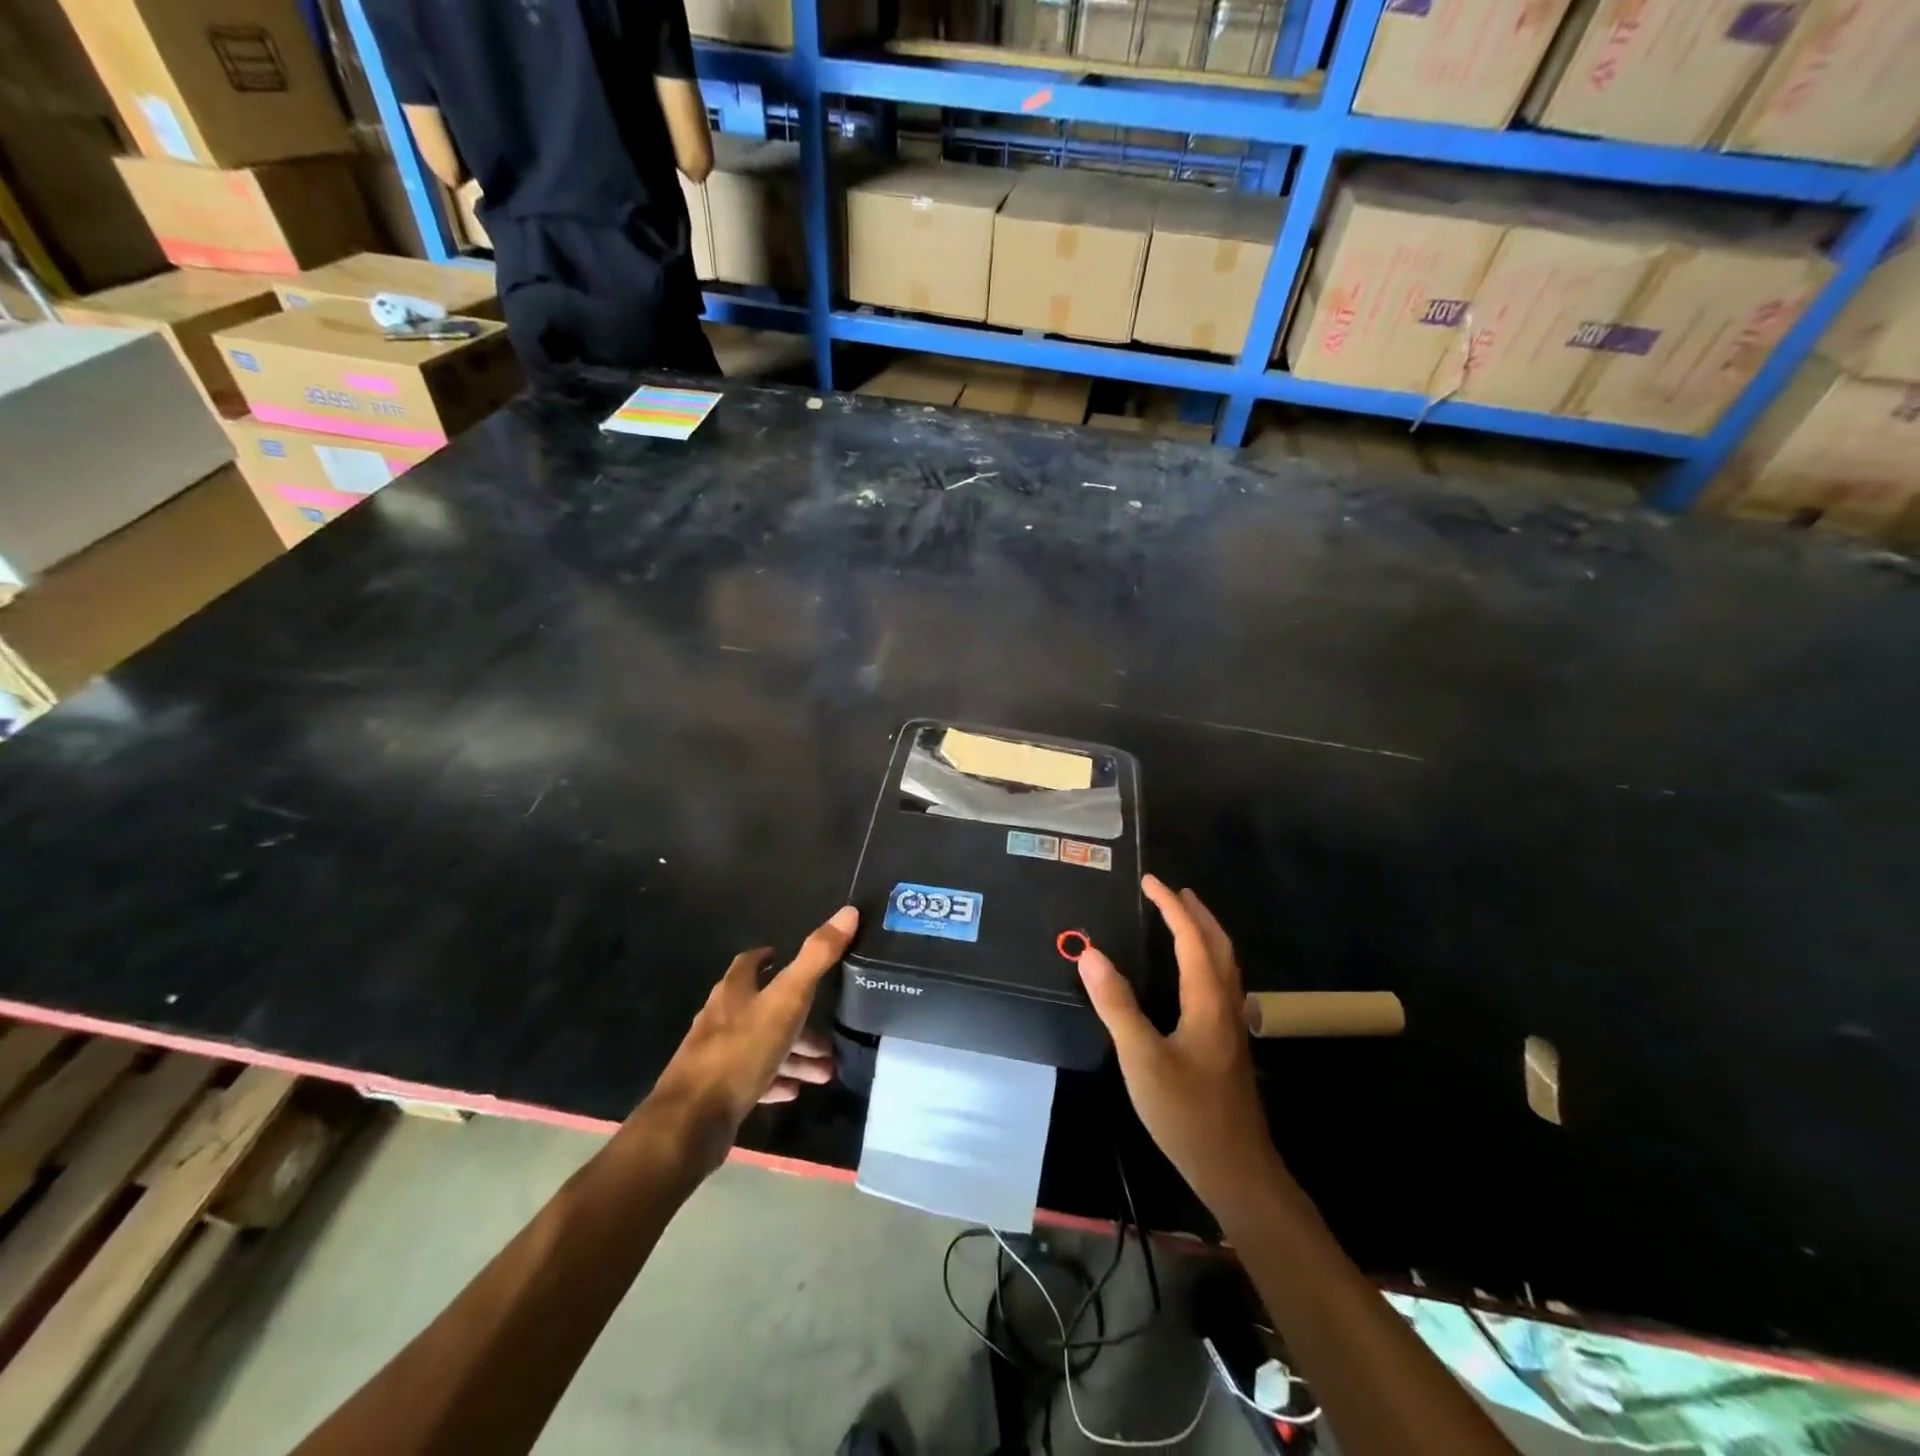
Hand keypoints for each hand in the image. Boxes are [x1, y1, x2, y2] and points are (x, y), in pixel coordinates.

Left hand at [644, 906, 857, 1176]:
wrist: (692, 1122)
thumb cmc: (741, 1050)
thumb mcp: (787, 999)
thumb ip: (817, 957)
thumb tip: (848, 911)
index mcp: (734, 991)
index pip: (749, 964)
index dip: (768, 958)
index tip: (787, 957)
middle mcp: (721, 1018)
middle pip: (764, 1010)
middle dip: (798, 1020)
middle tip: (828, 1035)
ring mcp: (716, 1057)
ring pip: (763, 1047)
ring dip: (794, 1054)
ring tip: (825, 1070)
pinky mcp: (716, 1092)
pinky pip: (753, 1079)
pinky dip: (776, 1079)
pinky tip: (795, 1090)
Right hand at [1077, 876, 1281, 1219]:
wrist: (1235, 1169)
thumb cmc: (1186, 1112)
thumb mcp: (1142, 1058)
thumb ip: (1116, 1004)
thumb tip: (1090, 953)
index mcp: (1207, 1001)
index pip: (1191, 939)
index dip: (1171, 907)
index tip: (1150, 881)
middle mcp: (1226, 1005)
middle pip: (1218, 946)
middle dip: (1196, 913)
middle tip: (1172, 891)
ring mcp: (1232, 1027)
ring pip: (1225, 965)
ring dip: (1205, 935)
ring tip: (1184, 920)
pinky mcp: (1229, 1045)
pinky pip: (1221, 983)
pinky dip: (1207, 960)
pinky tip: (1193, 976)